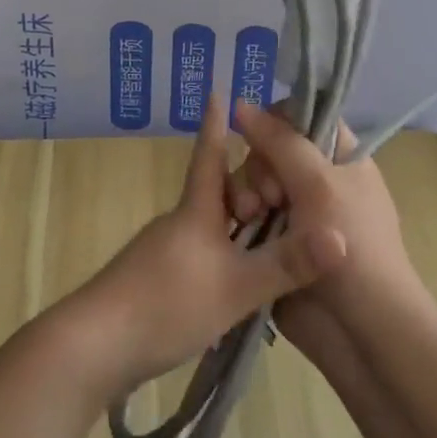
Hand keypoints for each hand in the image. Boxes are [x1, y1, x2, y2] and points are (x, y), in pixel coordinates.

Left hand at [74, 96, 347, 400]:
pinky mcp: (153, 281)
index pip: (210, 155)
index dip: (216, 125)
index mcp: (195, 211)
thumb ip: (286, 264)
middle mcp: (178, 223)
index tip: (218, 91)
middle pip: (215, 193)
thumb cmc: (167, 303)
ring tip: (272, 235)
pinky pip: (199, 254)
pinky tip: (237, 280)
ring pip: (208, 226)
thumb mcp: (236, 287)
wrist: (94, 346)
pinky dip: (224, 255)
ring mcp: (162, 252)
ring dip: (237, 225)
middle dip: (246, 186)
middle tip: (283, 191)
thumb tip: (342, 237)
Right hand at [227, 102, 421, 347]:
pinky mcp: (274, 241)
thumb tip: (240, 104)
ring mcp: (294, 212)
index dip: (278, 120)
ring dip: (246, 192)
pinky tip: (238, 225)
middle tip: (270, 196)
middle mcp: (316, 179)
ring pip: (253, 180)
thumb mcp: (319, 184)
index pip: (303, 116)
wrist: (362, 331)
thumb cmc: (354, 246)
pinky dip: (239, 215)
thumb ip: (279, 141)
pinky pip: (245, 213)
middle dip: (261, 166)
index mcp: (340, 157)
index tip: (262, 136)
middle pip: (270, 148)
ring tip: (250, 215)